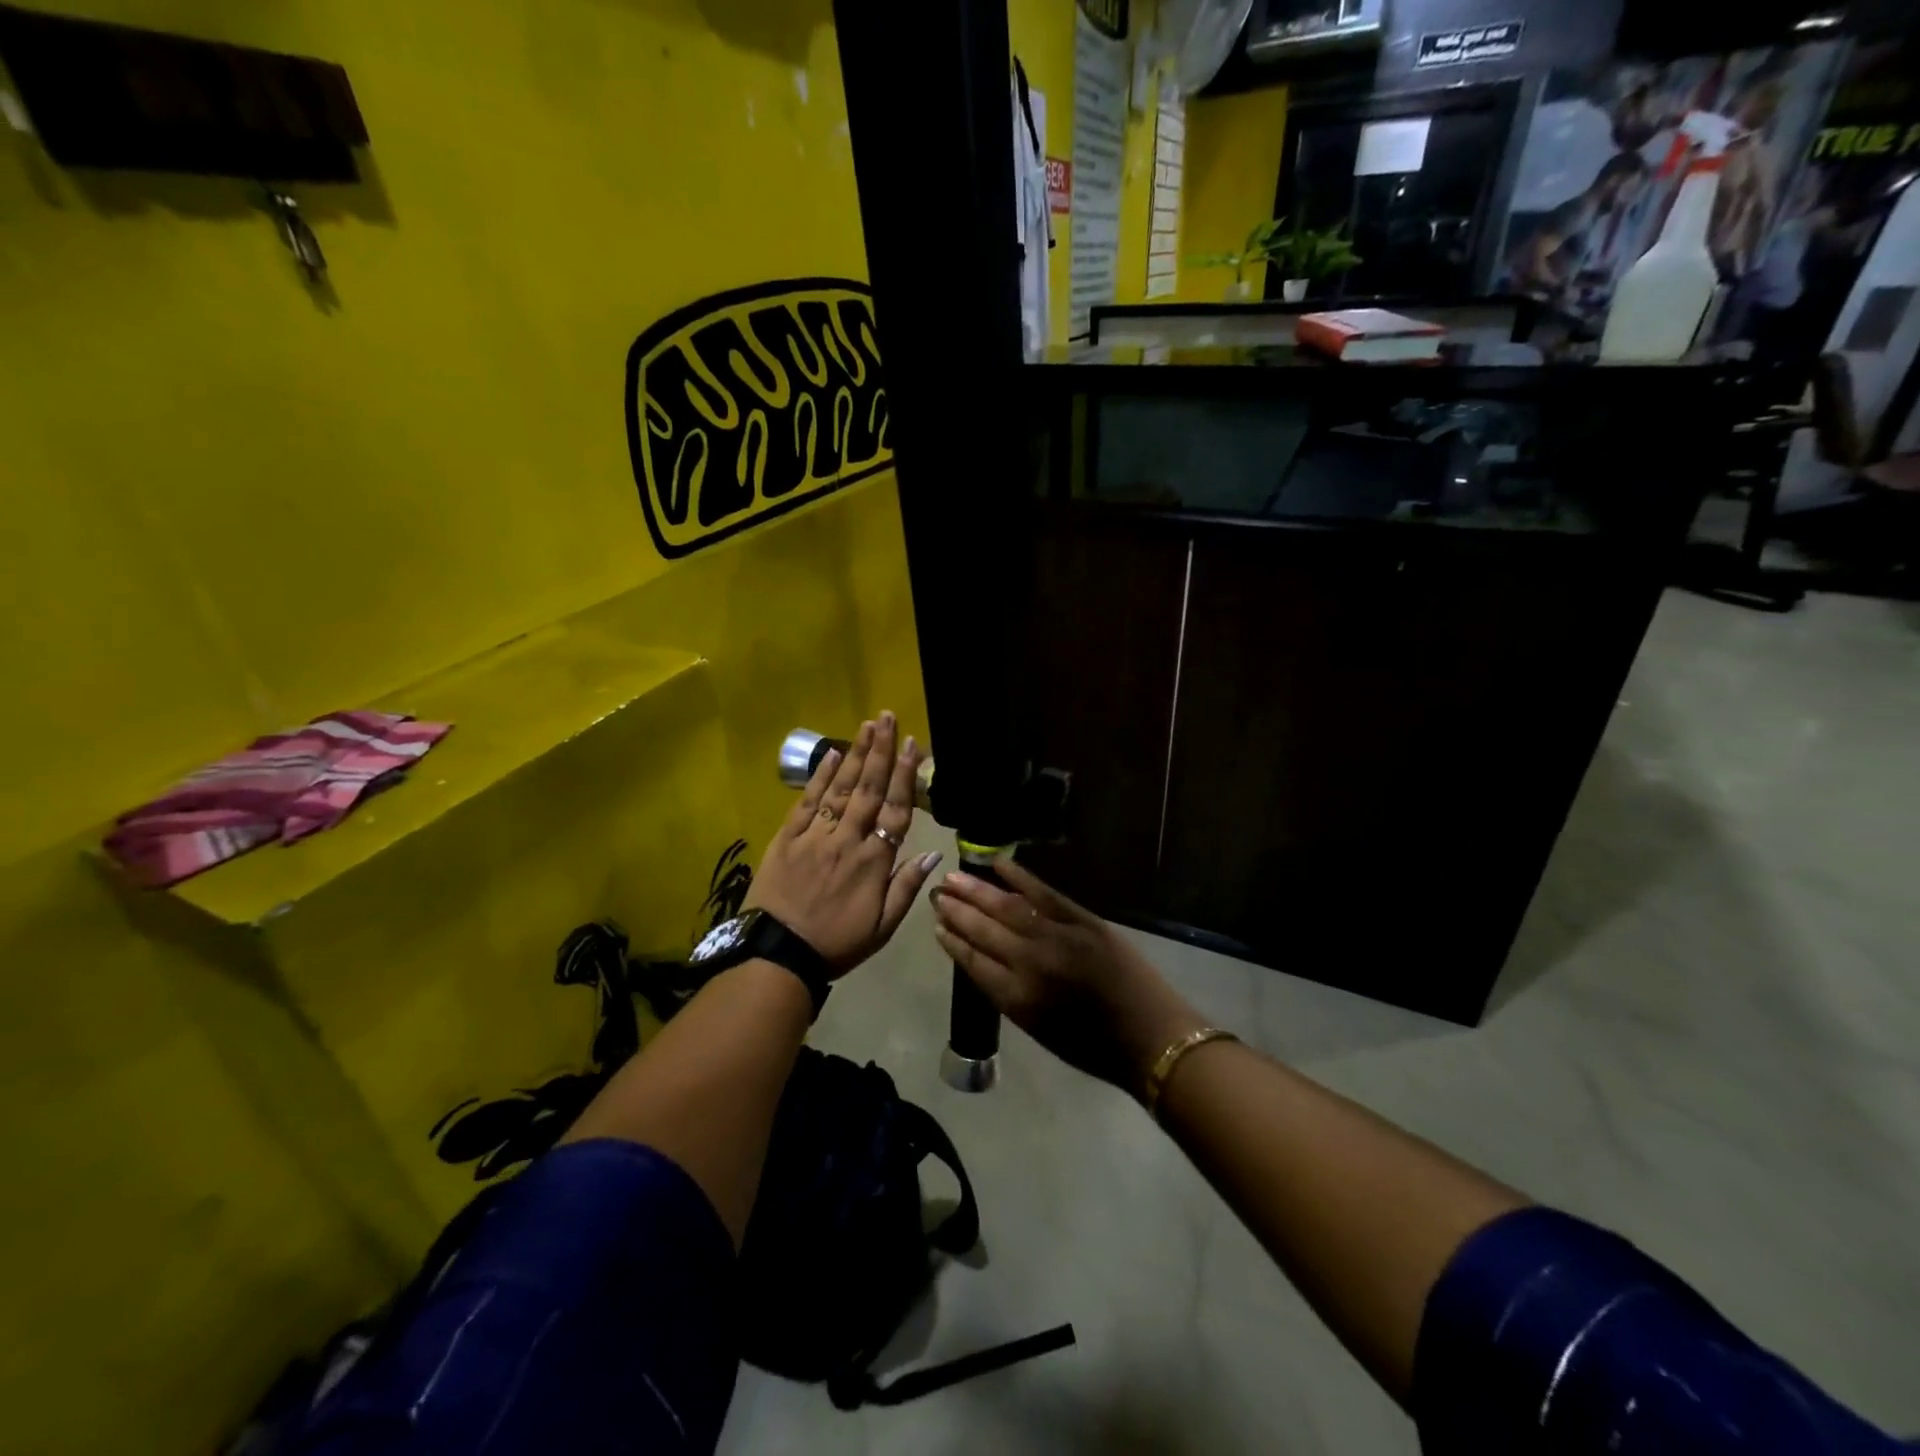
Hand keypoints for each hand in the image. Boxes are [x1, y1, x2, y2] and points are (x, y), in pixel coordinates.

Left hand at [745, 712, 942, 975]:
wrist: (777, 956)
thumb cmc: (836, 944)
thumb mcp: (882, 928)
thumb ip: (906, 888)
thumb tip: (933, 854)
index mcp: (873, 862)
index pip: (895, 811)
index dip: (904, 776)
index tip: (911, 745)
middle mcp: (847, 840)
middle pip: (868, 789)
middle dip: (880, 751)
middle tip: (887, 717)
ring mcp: (815, 836)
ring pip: (840, 788)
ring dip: (855, 754)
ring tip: (867, 725)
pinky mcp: (787, 838)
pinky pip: (807, 802)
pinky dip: (819, 777)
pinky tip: (832, 754)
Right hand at [933, 859, 1205, 1098]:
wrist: (1152, 1038)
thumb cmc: (1094, 1047)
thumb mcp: (1039, 1029)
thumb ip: (1009, 993)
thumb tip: (986, 960)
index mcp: (1016, 998)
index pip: (972, 961)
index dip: (952, 941)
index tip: (936, 924)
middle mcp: (1030, 964)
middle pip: (984, 930)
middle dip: (957, 910)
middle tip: (937, 893)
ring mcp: (1058, 937)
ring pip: (1007, 907)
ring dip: (977, 890)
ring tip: (953, 878)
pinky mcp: (1084, 921)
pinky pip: (1045, 893)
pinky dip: (1020, 877)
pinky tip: (998, 864)